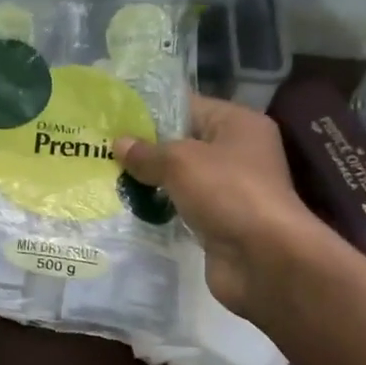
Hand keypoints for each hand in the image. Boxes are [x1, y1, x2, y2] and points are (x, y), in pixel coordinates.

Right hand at [115, 96, 330, 318]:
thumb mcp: (181, 162)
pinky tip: (126, 208)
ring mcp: (228, 190)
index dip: (151, 111)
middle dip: (145, 149)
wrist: (263, 258)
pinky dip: (159, 209)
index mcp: (238, 124)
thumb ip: (147, 153)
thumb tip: (119, 144)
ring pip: (180, 179)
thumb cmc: (227, 193)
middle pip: (182, 143)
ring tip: (106, 177)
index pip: (188, 106)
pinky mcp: (218, 221)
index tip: (113, 117)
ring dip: (149, 181)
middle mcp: (237, 152)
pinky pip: (181, 208)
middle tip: (102, 149)